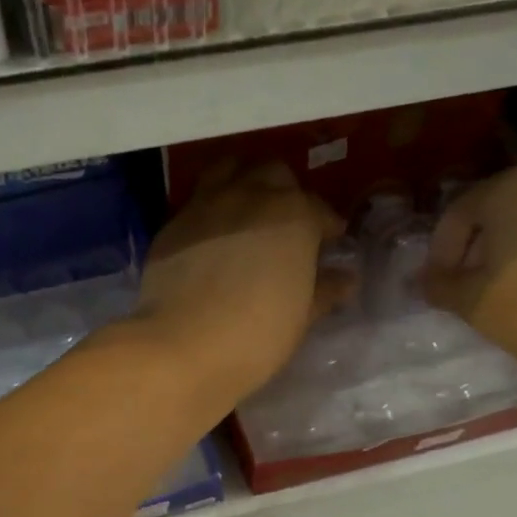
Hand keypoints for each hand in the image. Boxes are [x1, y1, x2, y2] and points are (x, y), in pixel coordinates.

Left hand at [131, 161, 349, 409]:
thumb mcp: (301, 317)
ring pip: (230, 170)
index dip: (327, 226)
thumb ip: (325, 290)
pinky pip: (197, 201)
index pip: (319, 210)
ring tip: (248, 211)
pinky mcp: (173, 223)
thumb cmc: (256, 335)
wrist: (182, 345)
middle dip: (286, 192)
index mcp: (294, 215)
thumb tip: (344, 278)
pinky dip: (211, 208)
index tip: (329, 243)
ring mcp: (206, 204)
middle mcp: (251, 195)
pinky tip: (212, 236)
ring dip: (244, 182)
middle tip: (287, 224)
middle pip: (274, 175)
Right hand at [424, 164, 516, 396]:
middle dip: (479, 245)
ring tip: (513, 290)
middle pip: (500, 207)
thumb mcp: (475, 305)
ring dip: (516, 248)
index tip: (440, 286)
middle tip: (472, 286)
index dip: (442, 250)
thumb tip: (427, 279)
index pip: (458, 211)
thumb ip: (442, 286)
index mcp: (509, 188)